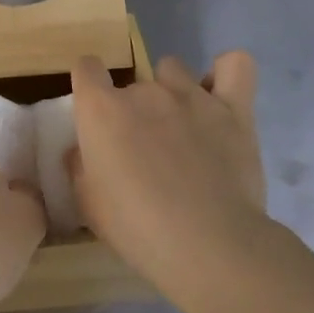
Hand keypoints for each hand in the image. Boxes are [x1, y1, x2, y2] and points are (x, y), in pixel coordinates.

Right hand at [67, 51, 268, 292]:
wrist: (208, 245)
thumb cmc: (137, 228)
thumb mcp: (88, 204)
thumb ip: (80, 165)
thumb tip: (82, 150)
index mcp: (102, 109)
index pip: (86, 67)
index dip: (89, 86)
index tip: (95, 115)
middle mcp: (144, 91)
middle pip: (132, 82)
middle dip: (134, 109)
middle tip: (144, 150)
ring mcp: (191, 95)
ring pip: (173, 70)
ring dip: (171, 92)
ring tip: (182, 127)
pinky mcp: (233, 109)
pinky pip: (234, 67)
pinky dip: (225, 74)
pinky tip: (219, 96)